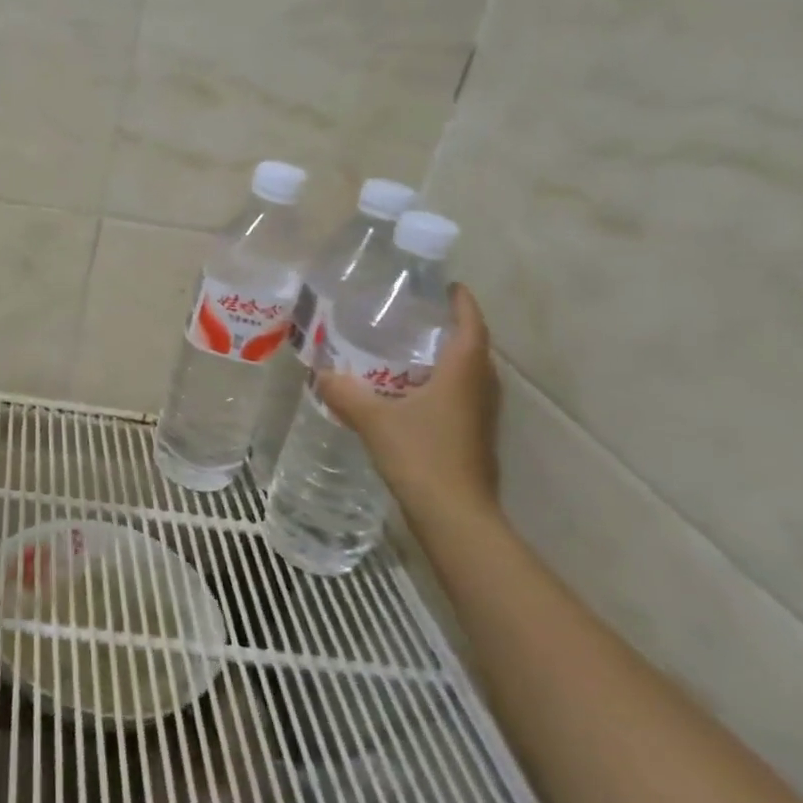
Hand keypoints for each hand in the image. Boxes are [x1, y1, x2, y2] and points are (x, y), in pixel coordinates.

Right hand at [316, 283, 500, 530]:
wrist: (455, 516)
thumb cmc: (422, 456)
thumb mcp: (375, 421)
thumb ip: (347, 393)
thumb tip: (322, 373)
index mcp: (463, 374)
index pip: (472, 326)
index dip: (463, 304)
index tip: (448, 286)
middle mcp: (479, 390)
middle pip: (474, 349)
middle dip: (453, 329)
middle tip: (420, 317)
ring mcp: (480, 417)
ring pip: (470, 376)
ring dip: (450, 359)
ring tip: (413, 350)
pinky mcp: (474, 438)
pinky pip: (462, 397)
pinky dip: (444, 385)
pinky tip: (413, 393)